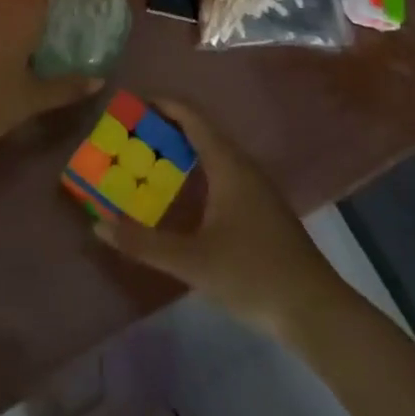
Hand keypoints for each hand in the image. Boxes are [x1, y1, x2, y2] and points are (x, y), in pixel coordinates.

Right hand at [93, 100, 342, 335]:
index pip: (192, 117)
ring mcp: (256, 189)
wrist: (317, 313)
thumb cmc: (254, 275)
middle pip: (201, 132)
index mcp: (228, 165)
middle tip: (129, 134)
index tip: (131, 102)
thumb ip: (144, 243)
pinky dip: (196, 172)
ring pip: (213, 154)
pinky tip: (181, 197)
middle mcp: (243, 167)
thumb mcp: (193, 262)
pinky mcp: (261, 210)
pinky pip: (221, 173)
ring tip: (147, 159)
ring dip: (181, 151)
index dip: (162, 104)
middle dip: (165, 128)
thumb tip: (98, 224)